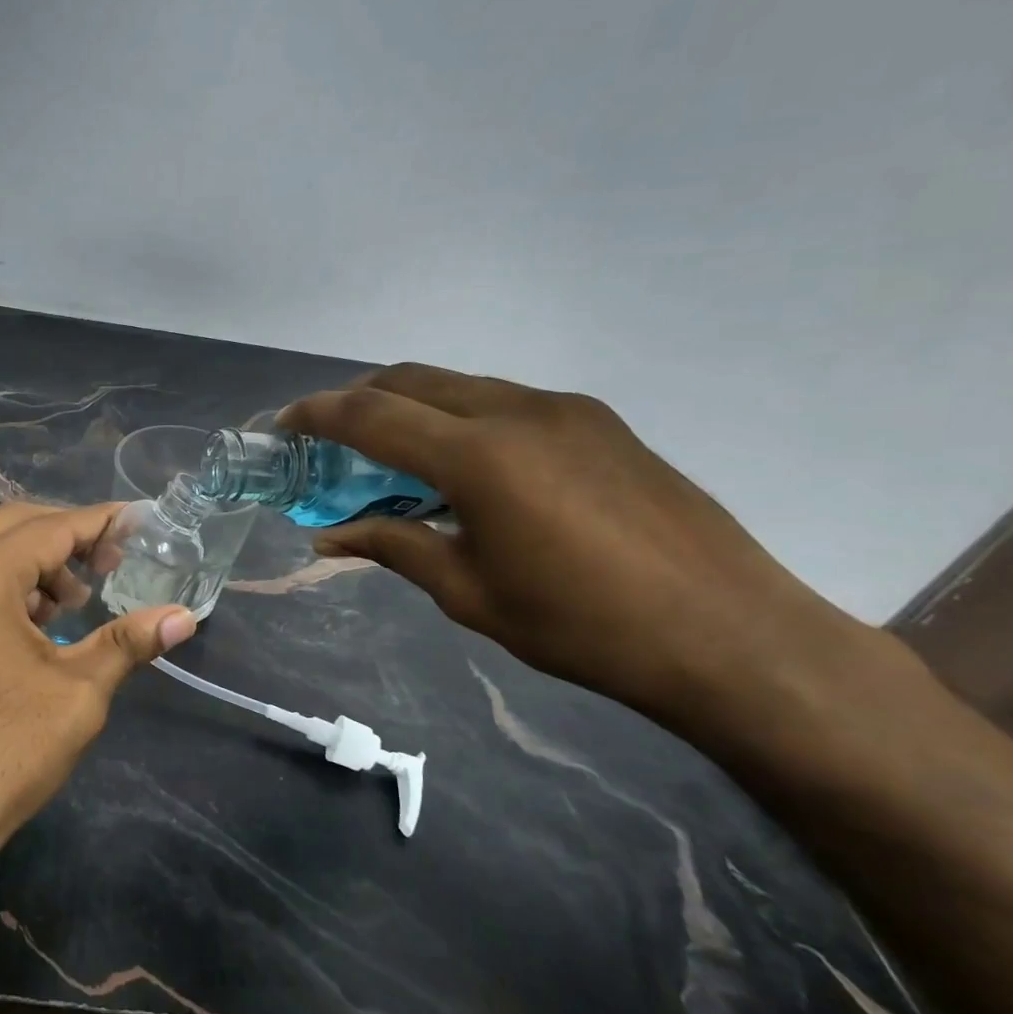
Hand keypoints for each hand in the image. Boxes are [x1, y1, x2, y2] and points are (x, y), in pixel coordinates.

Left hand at [0, 503, 196, 885]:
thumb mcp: (76, 694)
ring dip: (31, 564)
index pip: (50, 528)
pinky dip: (0, 587)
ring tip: (71, 603)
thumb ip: (127, 642)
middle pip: (11, 527)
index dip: (99, 522)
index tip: (136, 521)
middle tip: (110, 563)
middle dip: (65, 537)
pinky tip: (29, 626)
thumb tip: (184, 618)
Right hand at [278, 364, 866, 721]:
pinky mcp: (598, 422)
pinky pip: (503, 401)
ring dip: (411, 406)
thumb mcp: (468, 592)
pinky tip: (462, 465)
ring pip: (459, 385)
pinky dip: (459, 417)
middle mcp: (518, 411)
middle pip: (411, 379)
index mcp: (479, 456)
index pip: (371, 415)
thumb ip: (393, 548)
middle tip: (328, 439)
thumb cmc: (580, 625)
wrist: (729, 634)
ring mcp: (565, 409)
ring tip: (391, 455)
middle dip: (357, 399)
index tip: (283, 425)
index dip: (317, 414)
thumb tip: (329, 538)